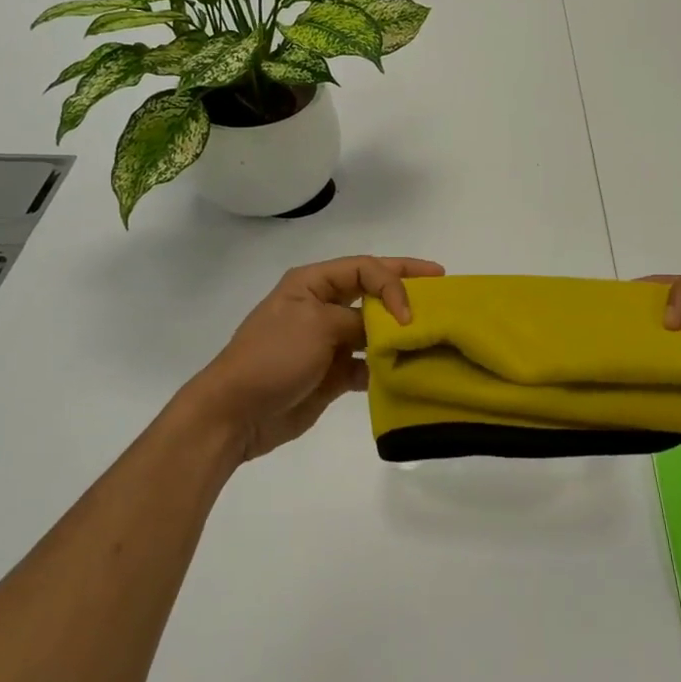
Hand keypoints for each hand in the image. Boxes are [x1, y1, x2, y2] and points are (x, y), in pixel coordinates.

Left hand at [177, 255, 444, 462]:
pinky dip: (387, 367)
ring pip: (375, 329)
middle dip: (406, 292)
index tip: (411, 310)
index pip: (365, 268)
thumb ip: (359, 320)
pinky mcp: (333, 373)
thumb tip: (388, 328)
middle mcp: (323, 307)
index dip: (394, 282)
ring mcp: (328, 341)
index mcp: (313, 284)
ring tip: (434, 336)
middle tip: (444, 291)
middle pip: (373, 293)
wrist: (236, 413)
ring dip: (400, 333)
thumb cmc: (272, 357)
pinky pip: (369, 364)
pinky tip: (409, 372)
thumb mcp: (317, 326)